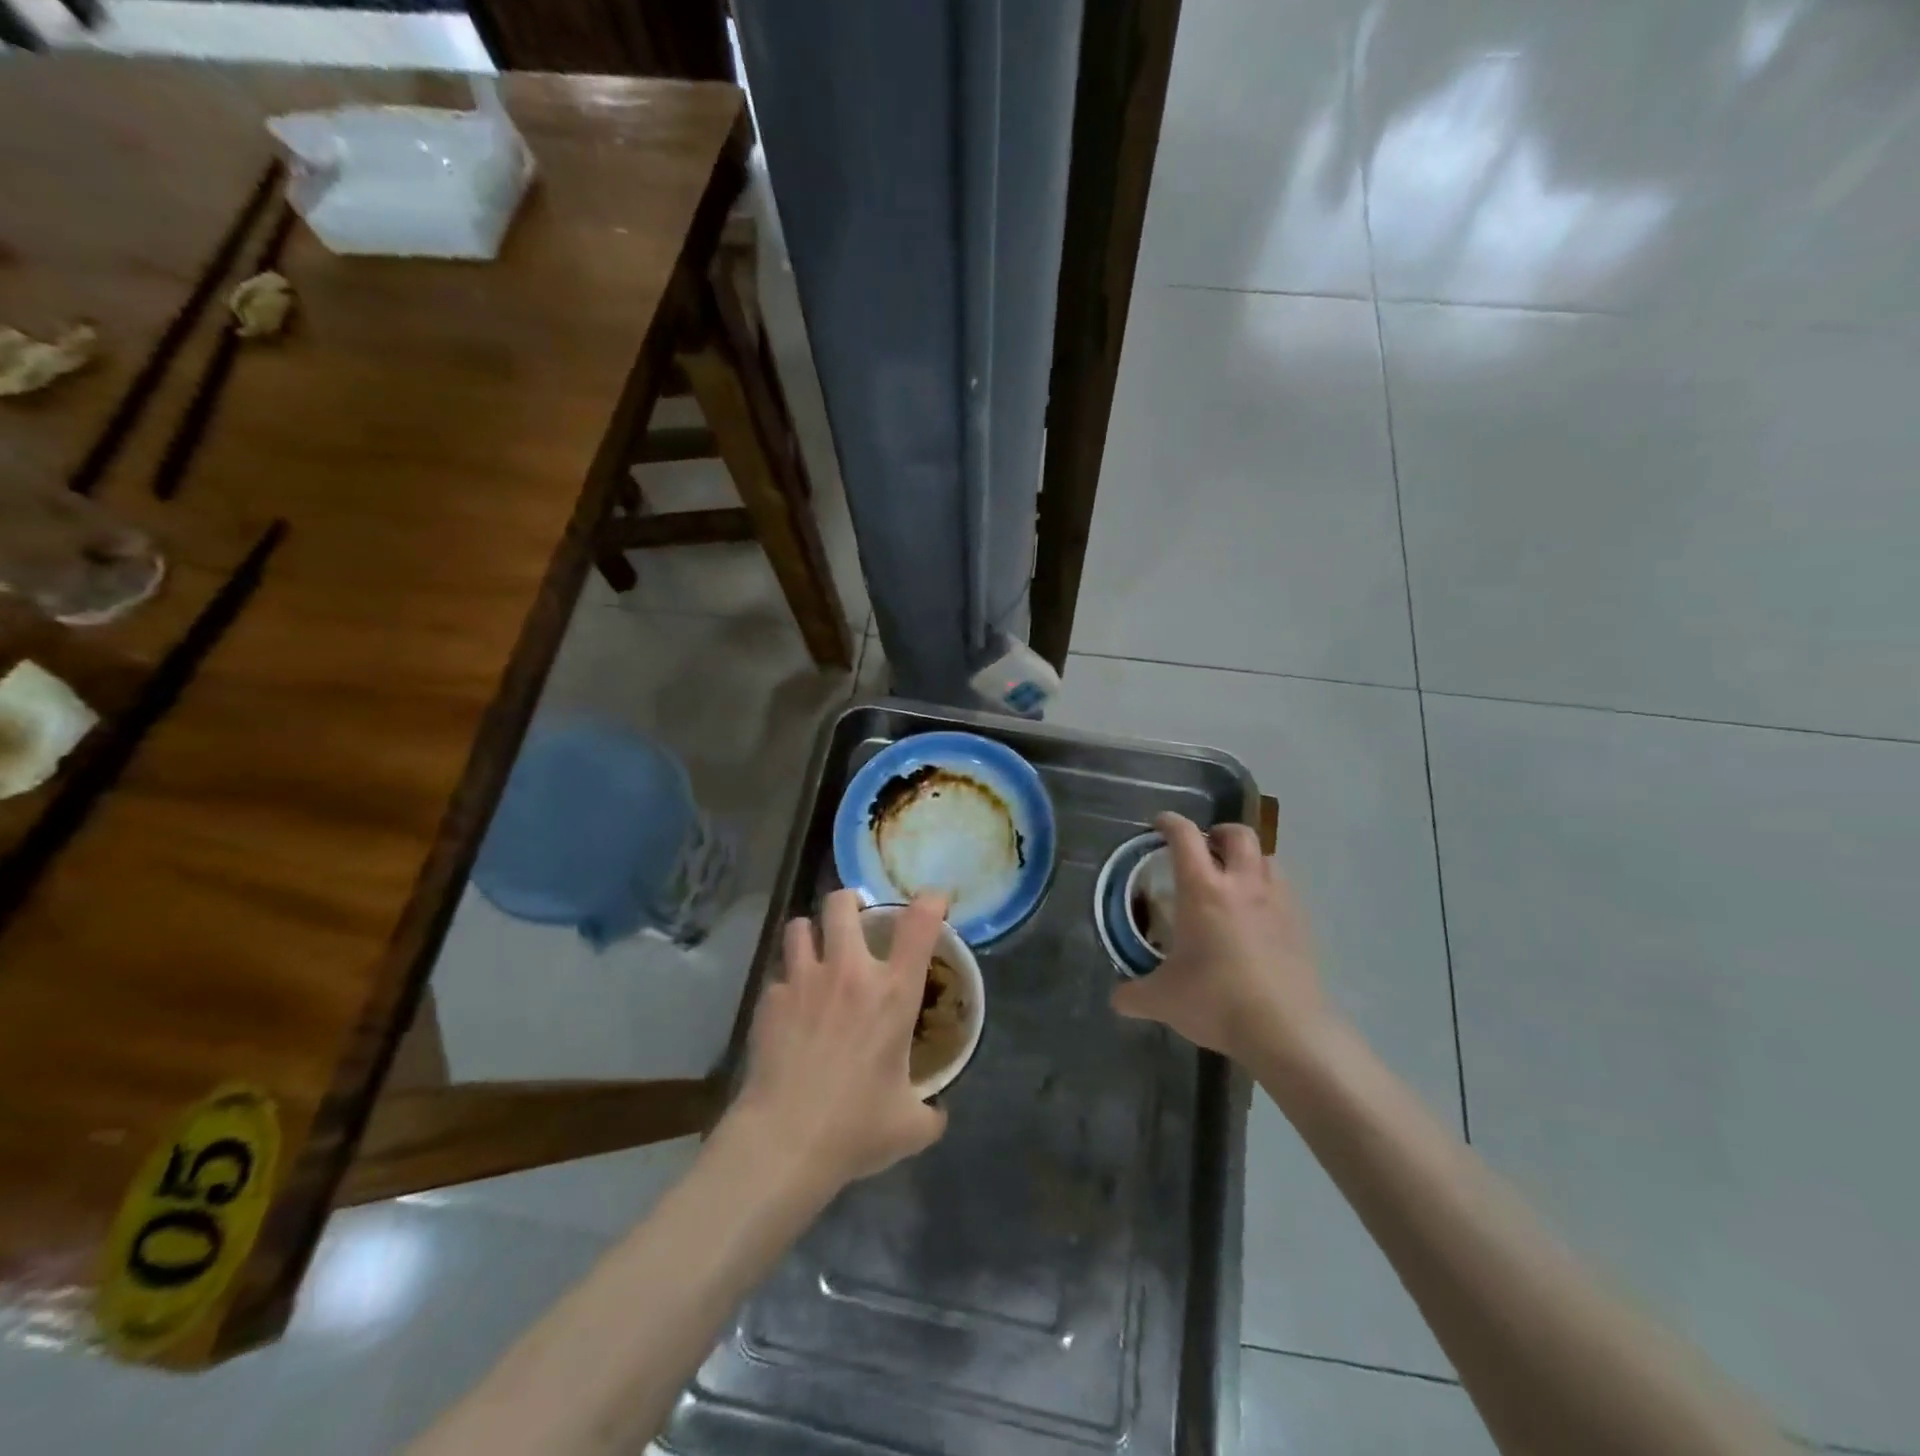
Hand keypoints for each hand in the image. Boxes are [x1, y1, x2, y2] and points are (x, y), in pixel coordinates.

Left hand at [732, 889, 947, 1193]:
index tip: (933, 903)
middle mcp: (849, 972)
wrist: (784, 1141)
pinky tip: (789, 1009)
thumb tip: (937, 1113)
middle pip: (842, 903)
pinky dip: (786, 984)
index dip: (930, 902)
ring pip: (800, 926)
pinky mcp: (769, 1000)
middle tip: (855, 919)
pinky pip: (778, 974)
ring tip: (816, 951)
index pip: (919, 924)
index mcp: (892, 992)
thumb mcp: (909, 1126)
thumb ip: (930, 1112)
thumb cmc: (855, 1128)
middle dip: (850, 902)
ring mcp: (803, 981)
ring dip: (811, 933)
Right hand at [1111, 812, 1334, 1066]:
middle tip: (1204, 849)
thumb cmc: (1216, 1001)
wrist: (1287, 1031)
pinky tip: (1256, 917)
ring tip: (1233, 881)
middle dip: (1218, 833)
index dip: (1170, 823)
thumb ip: (1134, 994)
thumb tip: (1117, 998)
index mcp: (1203, 890)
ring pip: (1267, 858)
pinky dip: (1267, 889)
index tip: (1159, 824)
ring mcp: (1277, 902)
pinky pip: (1283, 890)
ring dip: (1247, 860)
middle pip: (1237, 834)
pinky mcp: (1300, 925)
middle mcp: (1242, 884)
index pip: (1185, 837)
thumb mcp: (1163, 1000)